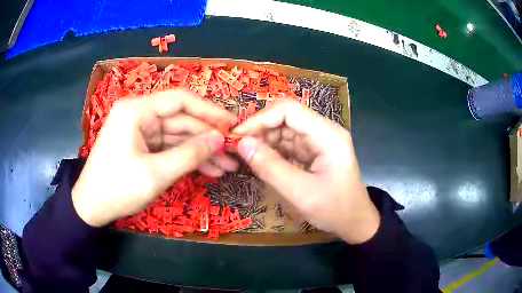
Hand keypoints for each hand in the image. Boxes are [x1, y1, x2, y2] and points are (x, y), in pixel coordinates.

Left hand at [72, 90, 237, 226]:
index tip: (233, 125)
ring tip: (227, 167)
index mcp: (137, 110)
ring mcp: (141, 131)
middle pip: (181, 120)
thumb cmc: (118, 188)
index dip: (210, 111)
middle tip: (235, 154)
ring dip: (201, 151)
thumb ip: (190, 154)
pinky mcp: (142, 146)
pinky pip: (169, 148)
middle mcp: (140, 114)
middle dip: (208, 138)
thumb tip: (220, 139)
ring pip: (178, 136)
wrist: (92, 207)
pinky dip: (187, 158)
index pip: (181, 100)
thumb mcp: (156, 173)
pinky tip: (208, 170)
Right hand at [234, 99, 379, 243]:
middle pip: (286, 116)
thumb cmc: (334, 210)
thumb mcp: (300, 193)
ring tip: (247, 155)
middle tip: (239, 147)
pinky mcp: (315, 150)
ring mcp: (320, 140)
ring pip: (285, 128)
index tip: (237, 135)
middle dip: (261, 129)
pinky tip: (262, 160)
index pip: (289, 110)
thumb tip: (242, 144)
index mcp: (327, 135)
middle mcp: (324, 130)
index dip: (260, 118)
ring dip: (265, 139)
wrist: (355, 222)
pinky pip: (290, 142)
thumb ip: (270, 167)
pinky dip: (274, 149)